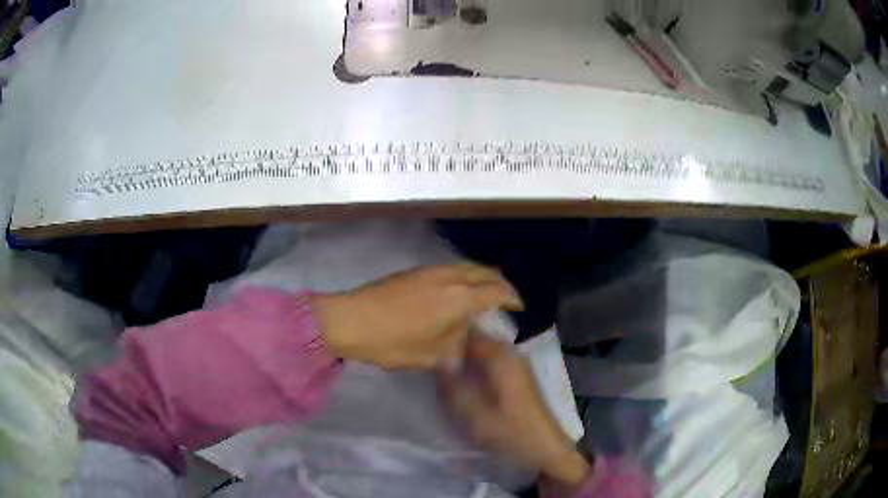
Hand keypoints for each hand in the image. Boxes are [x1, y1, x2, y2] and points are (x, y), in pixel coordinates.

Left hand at [312, 263, 522, 368]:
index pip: (496, 292)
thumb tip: (465, 338)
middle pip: (484, 272)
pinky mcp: (414, 271)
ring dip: (480, 276)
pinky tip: (455, 291)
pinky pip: (450, 268)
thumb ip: (456, 345)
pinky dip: (463, 275)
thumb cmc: (393, 342)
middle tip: (507, 296)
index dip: (511, 298)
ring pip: (466, 267)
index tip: (519, 306)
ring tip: (484, 292)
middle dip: (500, 282)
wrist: (350, 320)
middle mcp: (449, 277)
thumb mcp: (431, 354)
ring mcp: (429, 270)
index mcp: (458, 298)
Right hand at [438, 336, 589, 486]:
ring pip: (483, 350)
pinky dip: (474, 365)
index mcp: (502, 358)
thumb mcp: (477, 418)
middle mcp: (511, 353)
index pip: (469, 330)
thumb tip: (437, 361)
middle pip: (476, 338)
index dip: (447, 332)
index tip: (425, 341)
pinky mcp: (518, 376)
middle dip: (453, 344)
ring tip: (440, 368)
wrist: (547, 450)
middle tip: (428, 357)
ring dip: (463, 356)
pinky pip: (490, 361)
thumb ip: (454, 389)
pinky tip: (462, 380)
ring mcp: (516, 364)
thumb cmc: (513, 434)